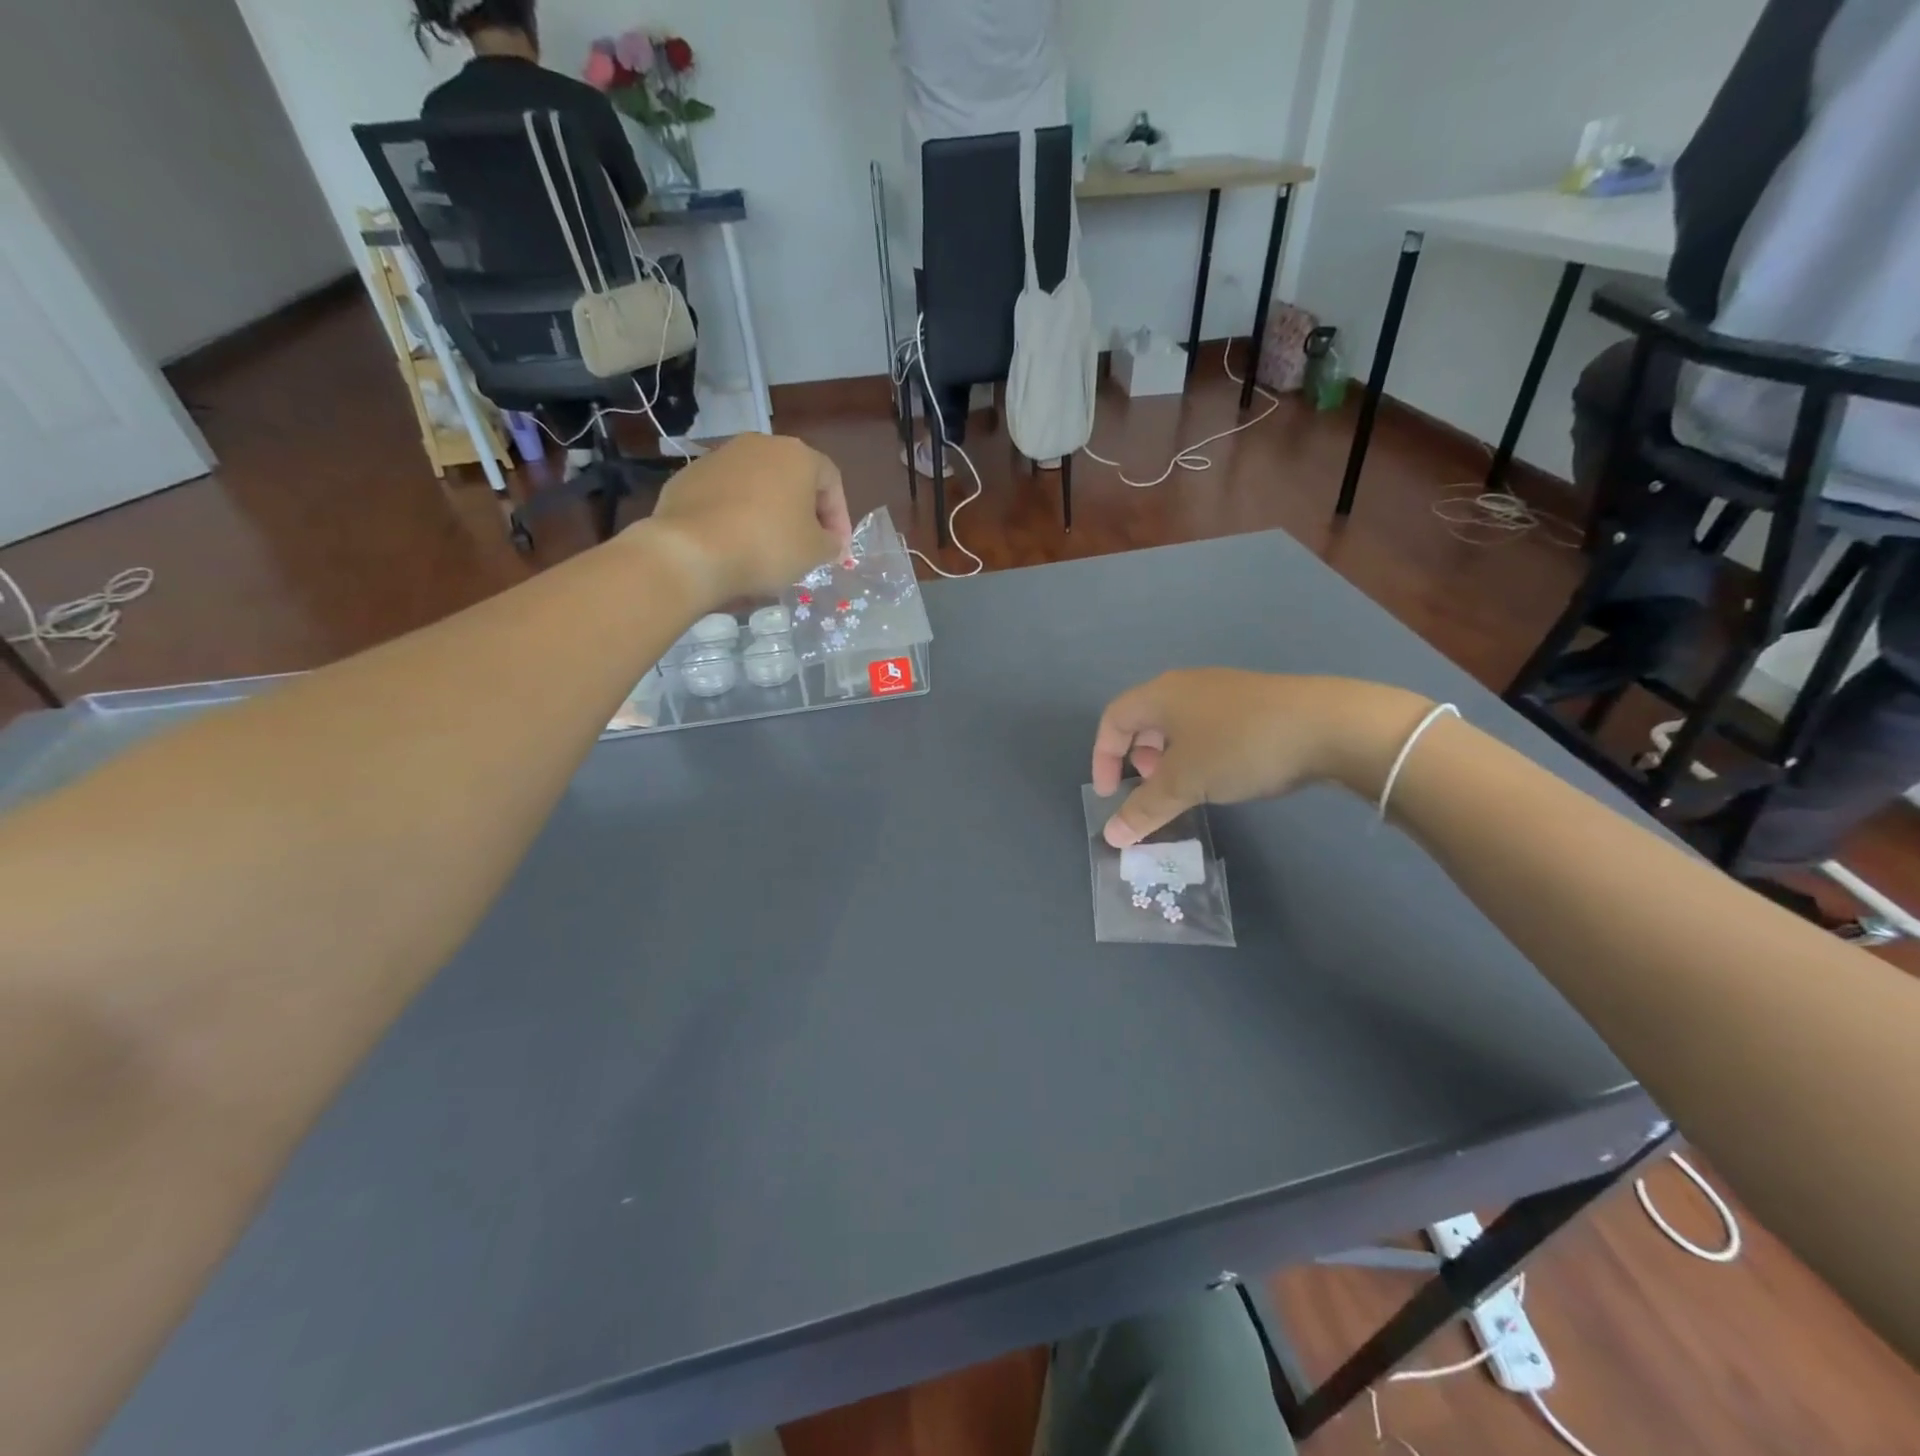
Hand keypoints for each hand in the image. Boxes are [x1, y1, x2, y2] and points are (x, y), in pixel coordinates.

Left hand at [642, 435, 853, 604]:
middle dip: (803, 512)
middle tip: (807, 546)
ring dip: (768, 512)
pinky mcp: (688, 478)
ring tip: (768, 547)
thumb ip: (831, 543)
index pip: (831, 481)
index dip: (840, 517)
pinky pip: (724, 497)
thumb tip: (829, 541)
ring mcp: (718, 458)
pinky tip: (734, 544)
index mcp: (796, 455)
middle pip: (792, 478)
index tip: (838, 549)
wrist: (692, 550)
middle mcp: (758, 445)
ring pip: (756, 485)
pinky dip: (735, 516)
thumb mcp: (815, 551)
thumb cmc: (768, 545)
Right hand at [1091, 671, 1431, 845]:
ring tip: (1185, 785)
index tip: (1110, 794)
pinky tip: (1222, 775)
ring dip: (1169, 757)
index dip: (1102, 757)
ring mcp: (1223, 691)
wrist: (1329, 725)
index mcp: (1160, 694)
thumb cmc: (1239, 746)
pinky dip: (1198, 752)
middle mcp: (1186, 685)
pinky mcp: (1254, 703)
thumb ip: (1144, 809)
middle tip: (1149, 787)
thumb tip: (1111, 838)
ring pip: (1178, 724)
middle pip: (1144, 718)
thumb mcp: (1185, 782)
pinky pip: (1208, 726)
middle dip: (1136, 756)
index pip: (1112, 719)